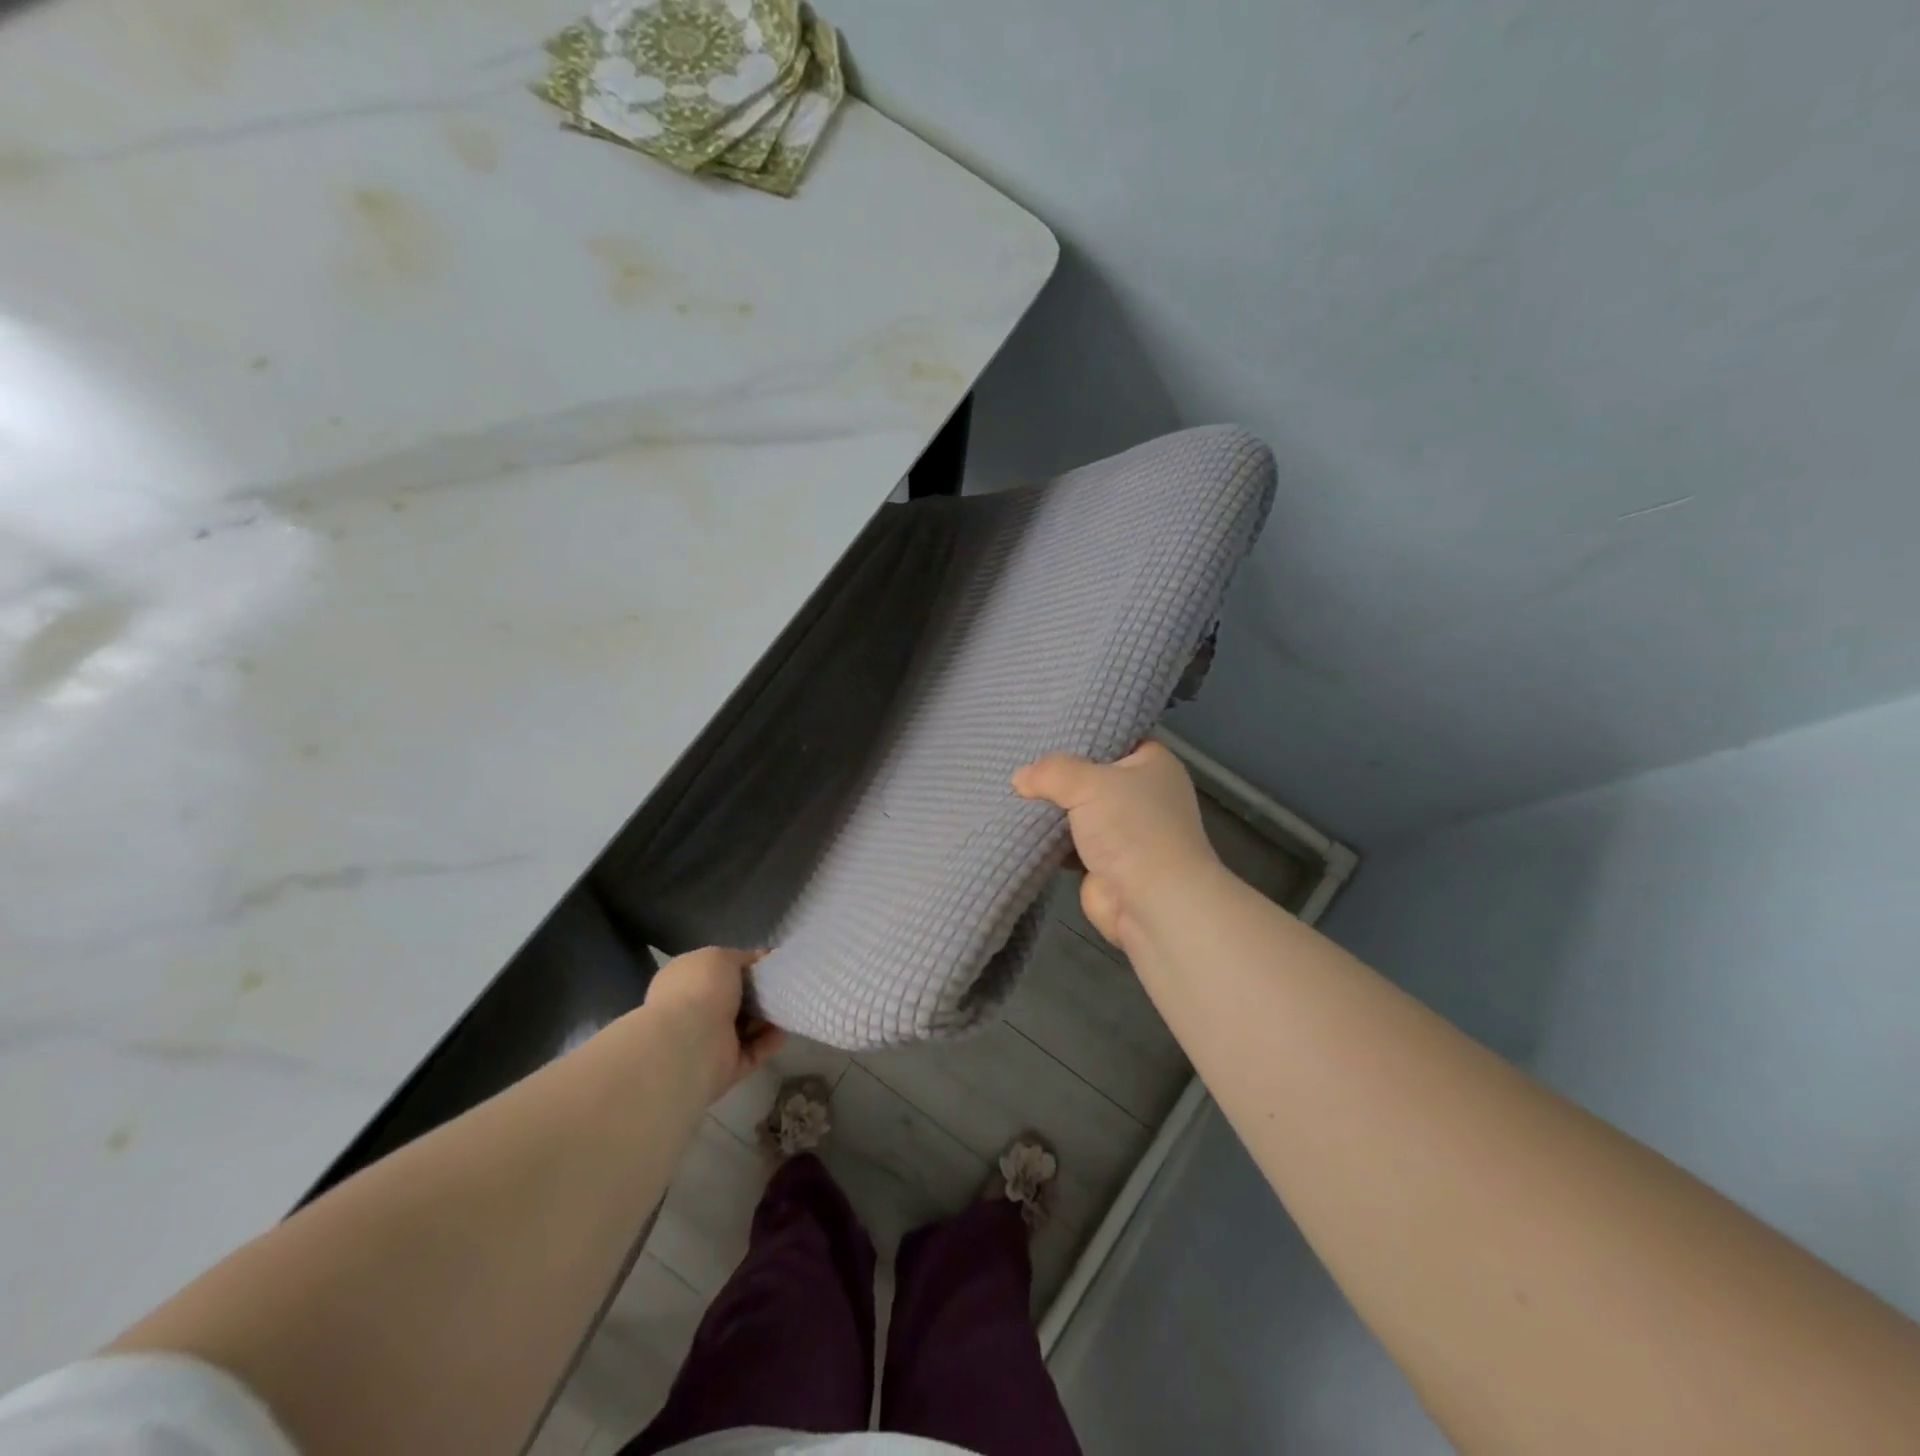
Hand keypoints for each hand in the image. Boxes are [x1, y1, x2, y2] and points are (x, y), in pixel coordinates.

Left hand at [641, 947, 785, 1103]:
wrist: (689, 1044)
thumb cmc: (701, 990)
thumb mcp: (721, 957)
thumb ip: (741, 958)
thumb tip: (757, 962)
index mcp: (684, 981)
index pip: (716, 973)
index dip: (744, 968)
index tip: (769, 965)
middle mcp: (692, 1011)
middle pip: (733, 1001)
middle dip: (759, 994)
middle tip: (782, 987)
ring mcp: (707, 1041)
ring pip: (744, 1027)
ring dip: (767, 1018)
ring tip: (787, 1007)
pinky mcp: (724, 1067)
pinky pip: (752, 1051)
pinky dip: (769, 1041)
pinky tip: (784, 1031)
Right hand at [1013, 740, 1221, 952]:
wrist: (1152, 902)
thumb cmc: (1132, 828)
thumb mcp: (1089, 784)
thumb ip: (1051, 772)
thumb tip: (1020, 778)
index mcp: (1152, 764)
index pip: (1115, 736)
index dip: (1083, 732)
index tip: (1045, 727)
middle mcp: (1142, 794)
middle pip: (1091, 774)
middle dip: (1058, 774)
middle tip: (1018, 759)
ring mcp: (1123, 830)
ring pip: (1077, 809)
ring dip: (1050, 808)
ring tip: (1011, 790)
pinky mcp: (1104, 861)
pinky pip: (1068, 841)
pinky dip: (1047, 838)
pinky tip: (1018, 825)